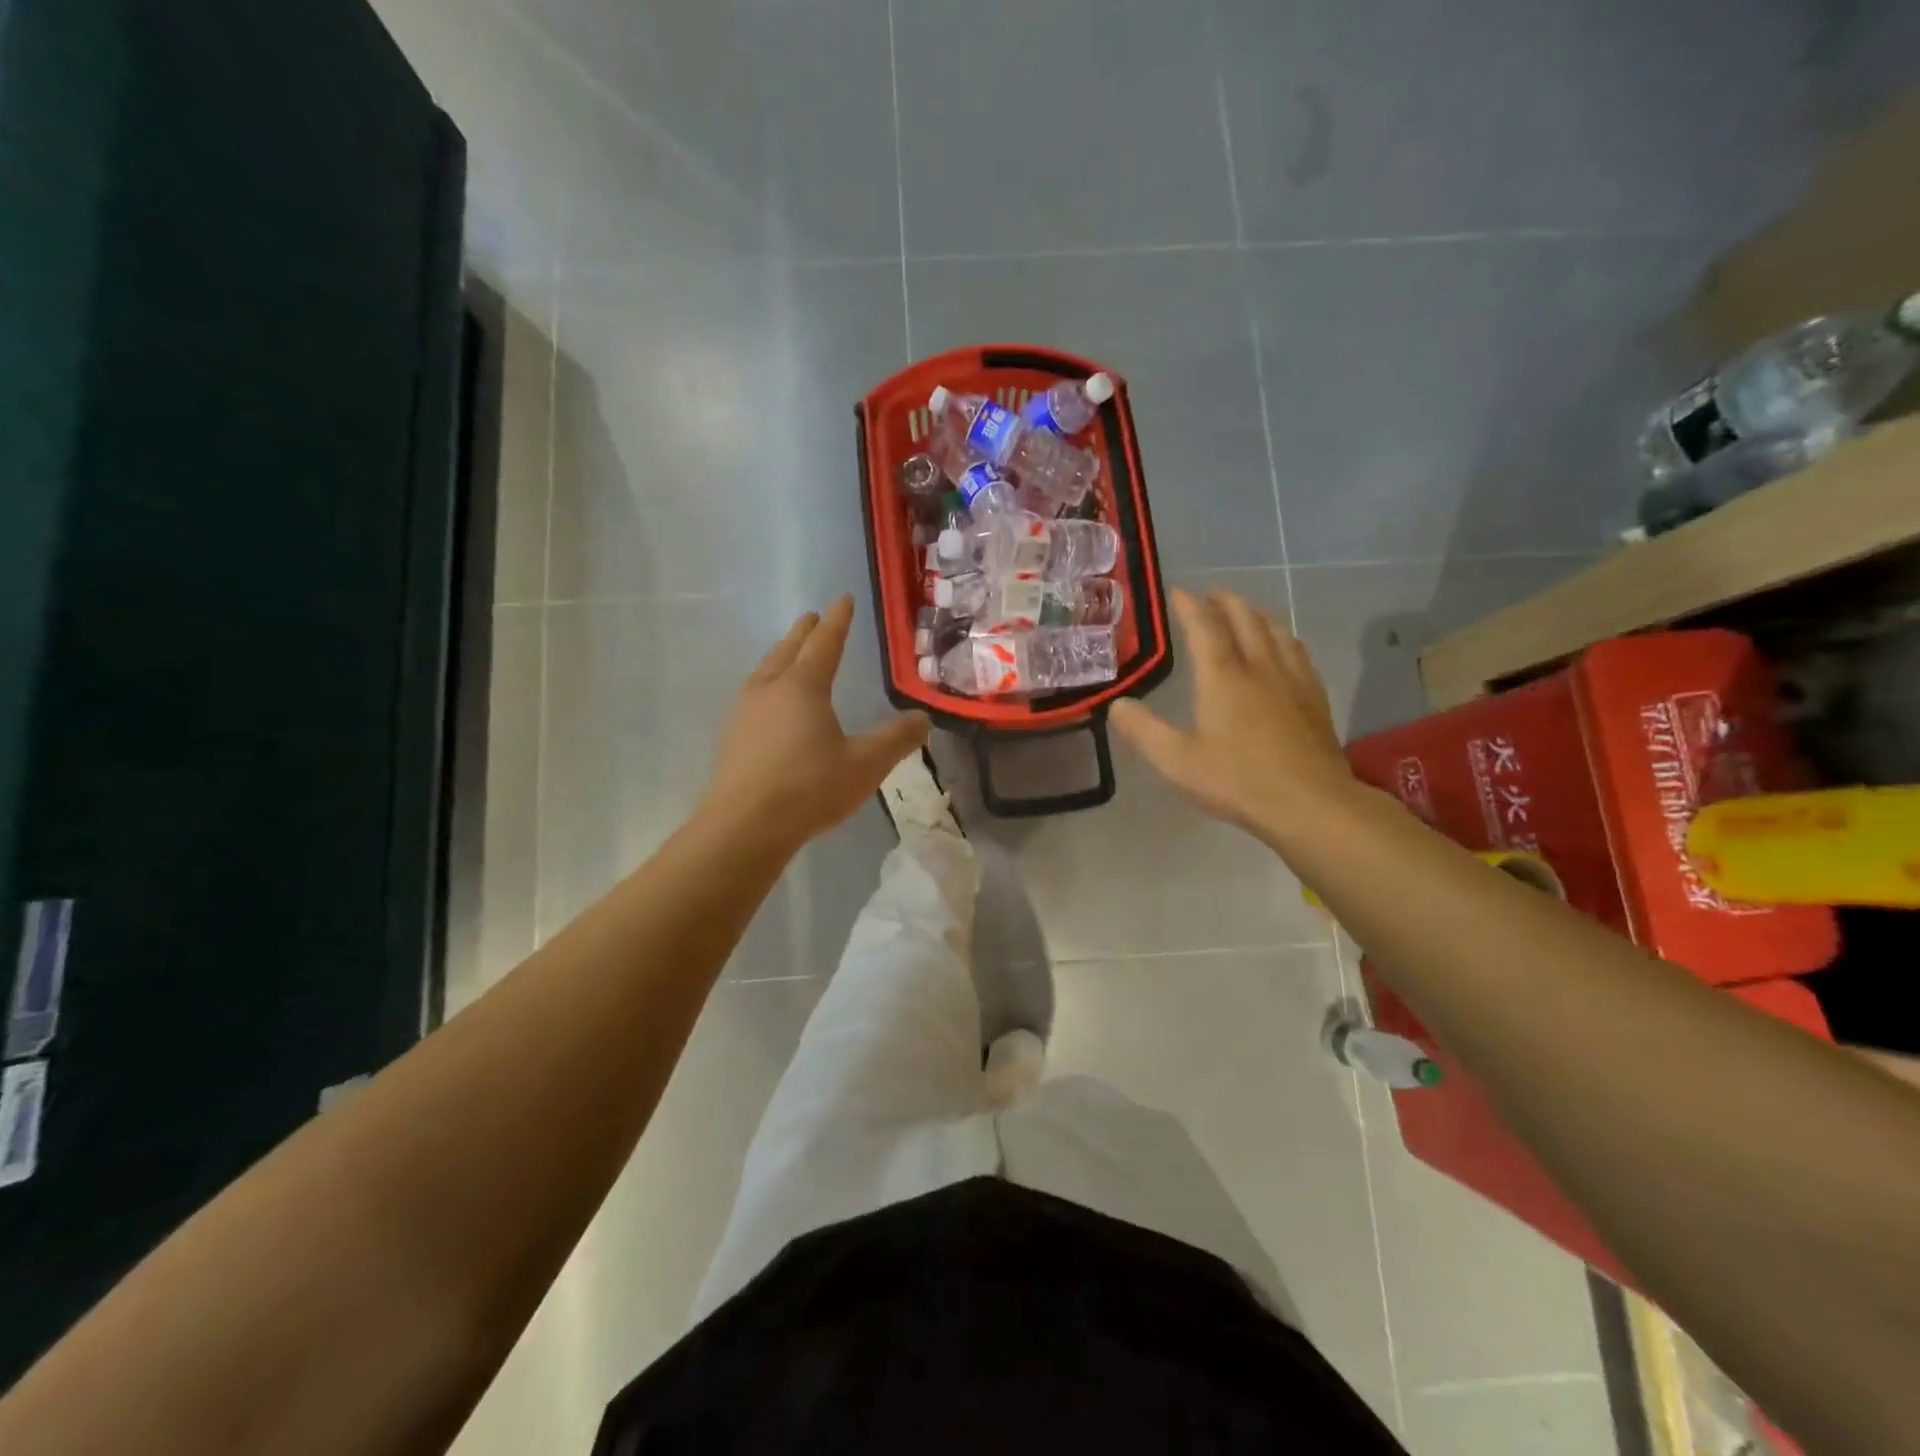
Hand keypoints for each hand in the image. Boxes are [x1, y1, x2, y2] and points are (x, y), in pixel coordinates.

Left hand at [701, 596, 929, 853]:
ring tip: (790, 655)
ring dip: (781, 656)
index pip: (825, 643)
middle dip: (804, 632)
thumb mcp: (866, 765)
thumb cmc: (810, 788)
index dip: (837, 620)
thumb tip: (922, 718)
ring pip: (766, 671)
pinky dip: (769, 685)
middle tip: (812, 618)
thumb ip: (896, 739)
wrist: (744, 827)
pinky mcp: (732, 738)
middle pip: (788, 650)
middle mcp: (770, 690)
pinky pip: (754, 696)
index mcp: (803, 687)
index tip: (843, 599)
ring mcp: (745, 713)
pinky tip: (770, 705)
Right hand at [1110, 588, 1357, 843]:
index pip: (1205, 627)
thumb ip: (1143, 730)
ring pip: (1276, 631)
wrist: (1310, 804)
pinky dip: (1283, 637)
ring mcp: (1293, 680)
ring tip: (1245, 613)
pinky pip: (1297, 652)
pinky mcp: (1314, 698)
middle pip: (1245, 619)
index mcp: (1224, 677)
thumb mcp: (1177, 761)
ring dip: (1256, 615)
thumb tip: (1117, 705)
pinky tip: (1284, 648)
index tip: (1178, 592)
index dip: (1190, 607)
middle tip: (1211, 594)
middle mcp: (1260, 667)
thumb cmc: (1238, 781)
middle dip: (1226, 602)